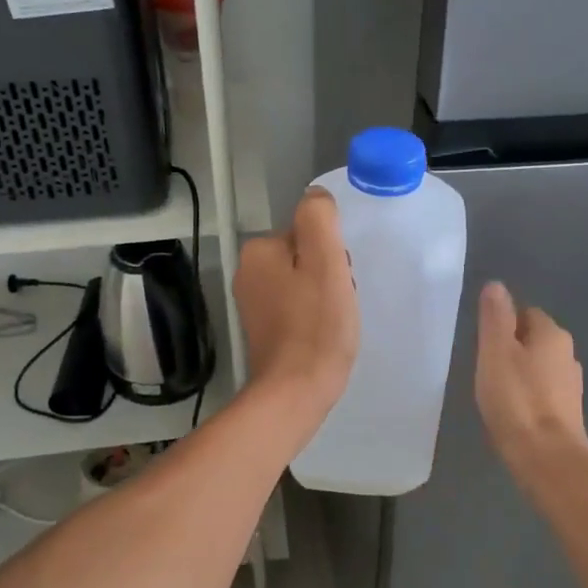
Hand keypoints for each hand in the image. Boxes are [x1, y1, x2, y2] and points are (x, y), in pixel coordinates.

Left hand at [234, 188, 358, 416]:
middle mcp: (248, 272)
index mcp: (259, 250)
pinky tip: (322, 335)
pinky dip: (312, 316)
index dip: (332, 253)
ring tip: (334, 320)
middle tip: (339, 301)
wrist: (295, 391)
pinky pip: (295, 307)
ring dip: (323, 295)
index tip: (340, 279)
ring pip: (302, 282)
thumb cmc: (316, 325)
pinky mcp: (262, 330)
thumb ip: (319, 218)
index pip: (307, 233)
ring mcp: (252, 304)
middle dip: (327, 273)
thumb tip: (315, 196)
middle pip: (303, 257)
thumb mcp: (326, 260)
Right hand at [475, 281, 587, 480]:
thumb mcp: (496, 350)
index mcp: (552, 334)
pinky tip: (513, 411)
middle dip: (512, 348)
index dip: (503, 323)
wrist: (547, 457)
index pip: (526, 313)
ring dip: (521, 373)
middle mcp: (568, 355)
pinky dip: (529, 396)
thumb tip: (496, 285)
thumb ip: (495, 316)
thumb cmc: (516, 398)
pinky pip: (544, 393)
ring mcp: (571, 386)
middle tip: (485, 366)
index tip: (484, 343)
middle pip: (534, 339)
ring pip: (540, 367)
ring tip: (496, 390)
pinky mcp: (568, 414)